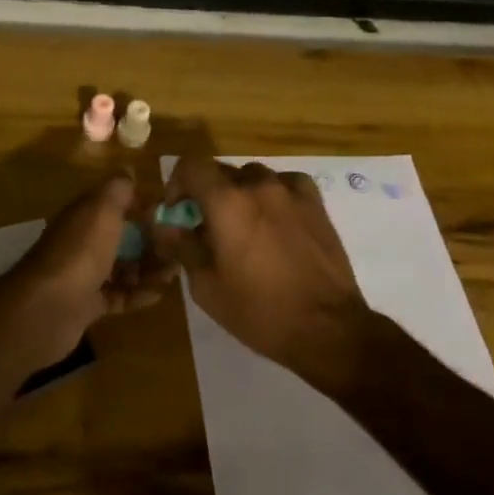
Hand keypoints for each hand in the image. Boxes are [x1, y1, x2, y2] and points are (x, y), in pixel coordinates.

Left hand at [0, 174, 177, 362]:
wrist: (49, 307)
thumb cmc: (80, 252)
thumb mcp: (102, 209)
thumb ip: (118, 189)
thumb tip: (129, 170)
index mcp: (85, 215)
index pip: (116, 204)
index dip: (142, 205)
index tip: (171, 212)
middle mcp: (83, 241)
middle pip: (122, 237)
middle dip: (151, 241)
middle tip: (180, 248)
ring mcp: (84, 274)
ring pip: (123, 267)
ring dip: (149, 268)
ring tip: (174, 273)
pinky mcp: (88, 304)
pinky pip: (119, 295)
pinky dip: (138, 293)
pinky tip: (158, 294)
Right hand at [151, 156, 370, 372]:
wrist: (329, 329)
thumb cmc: (260, 311)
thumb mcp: (206, 287)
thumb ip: (182, 246)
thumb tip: (165, 225)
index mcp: (226, 202)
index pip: (191, 165)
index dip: (177, 183)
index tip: (178, 212)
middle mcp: (257, 186)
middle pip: (221, 172)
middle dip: (207, 194)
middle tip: (207, 228)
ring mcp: (290, 191)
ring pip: (253, 177)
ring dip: (240, 194)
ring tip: (244, 227)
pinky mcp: (316, 204)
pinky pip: (285, 184)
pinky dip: (273, 194)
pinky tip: (276, 220)